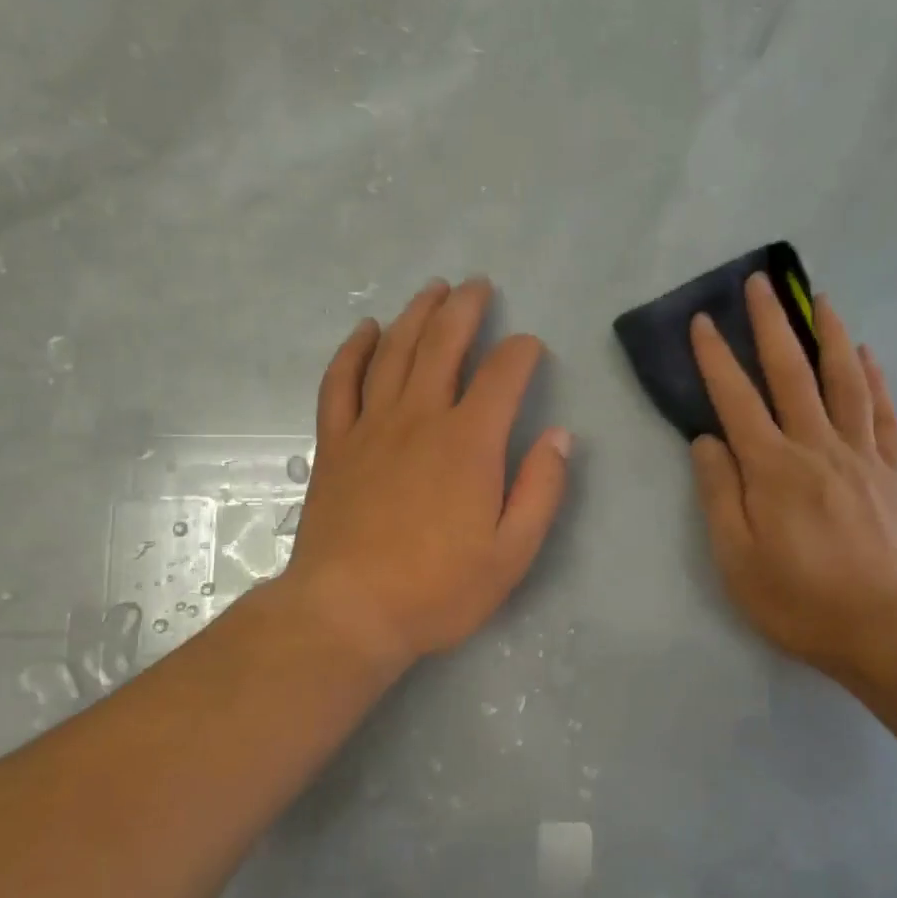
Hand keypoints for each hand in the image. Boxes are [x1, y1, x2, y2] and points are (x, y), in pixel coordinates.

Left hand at [279, 277, 571, 676]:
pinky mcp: (335, 443)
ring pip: (395, 351)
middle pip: (443, 344)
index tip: (531, 348)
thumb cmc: (438, 589)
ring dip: (416, 314)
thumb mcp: (512, 552)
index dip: (522, 352)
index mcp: (470, 442)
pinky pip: (340, 382)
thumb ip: (541, 490)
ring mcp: (371, 426)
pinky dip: (354, 350)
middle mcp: (421, 417)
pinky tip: (367, 330)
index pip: (503, 374)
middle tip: (477, 285)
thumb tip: (561, 436)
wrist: (348, 612)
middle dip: (465, 309)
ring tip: (433, 290)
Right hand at [688, 273, 896, 682]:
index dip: (716, 357)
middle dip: (772, 324)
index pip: (736, 399)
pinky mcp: (890, 473)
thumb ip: (718, 492)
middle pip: (792, 373)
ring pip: (844, 381)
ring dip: (830, 335)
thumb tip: (707, 440)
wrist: (881, 628)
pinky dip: (874, 380)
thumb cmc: (795, 598)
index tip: (703, 320)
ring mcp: (859, 456)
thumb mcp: (734, 556)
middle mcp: (816, 447)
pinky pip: (883, 415)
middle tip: (761, 284)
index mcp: (772, 468)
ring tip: (821, 299)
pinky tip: (867, 356)